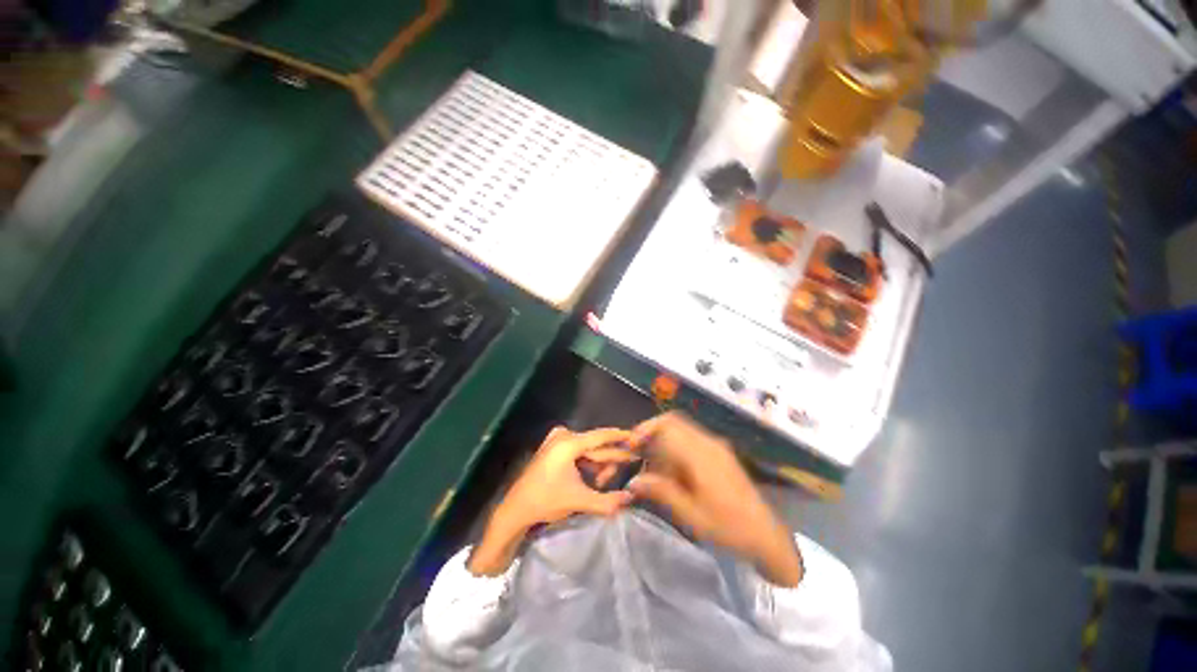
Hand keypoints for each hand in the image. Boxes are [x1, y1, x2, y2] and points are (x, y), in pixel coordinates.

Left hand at [468, 427, 635, 575]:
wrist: (516, 510)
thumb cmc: (546, 501)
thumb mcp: (579, 500)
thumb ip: (607, 500)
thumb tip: (631, 498)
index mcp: (568, 443)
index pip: (601, 436)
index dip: (621, 437)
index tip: (637, 436)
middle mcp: (563, 436)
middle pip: (595, 445)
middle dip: (611, 458)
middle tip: (631, 464)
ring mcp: (556, 440)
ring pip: (587, 449)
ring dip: (599, 464)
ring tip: (604, 482)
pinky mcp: (553, 447)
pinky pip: (578, 451)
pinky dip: (587, 463)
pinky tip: (593, 477)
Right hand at [628, 412, 802, 586]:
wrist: (766, 535)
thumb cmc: (729, 528)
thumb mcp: (692, 515)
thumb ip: (662, 492)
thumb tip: (633, 480)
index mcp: (701, 455)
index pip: (668, 426)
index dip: (646, 430)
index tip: (630, 444)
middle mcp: (708, 443)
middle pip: (674, 421)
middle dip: (651, 430)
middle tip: (636, 449)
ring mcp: (716, 445)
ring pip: (681, 428)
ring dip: (662, 438)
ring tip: (650, 461)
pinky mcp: (719, 452)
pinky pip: (691, 438)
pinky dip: (674, 444)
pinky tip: (670, 466)